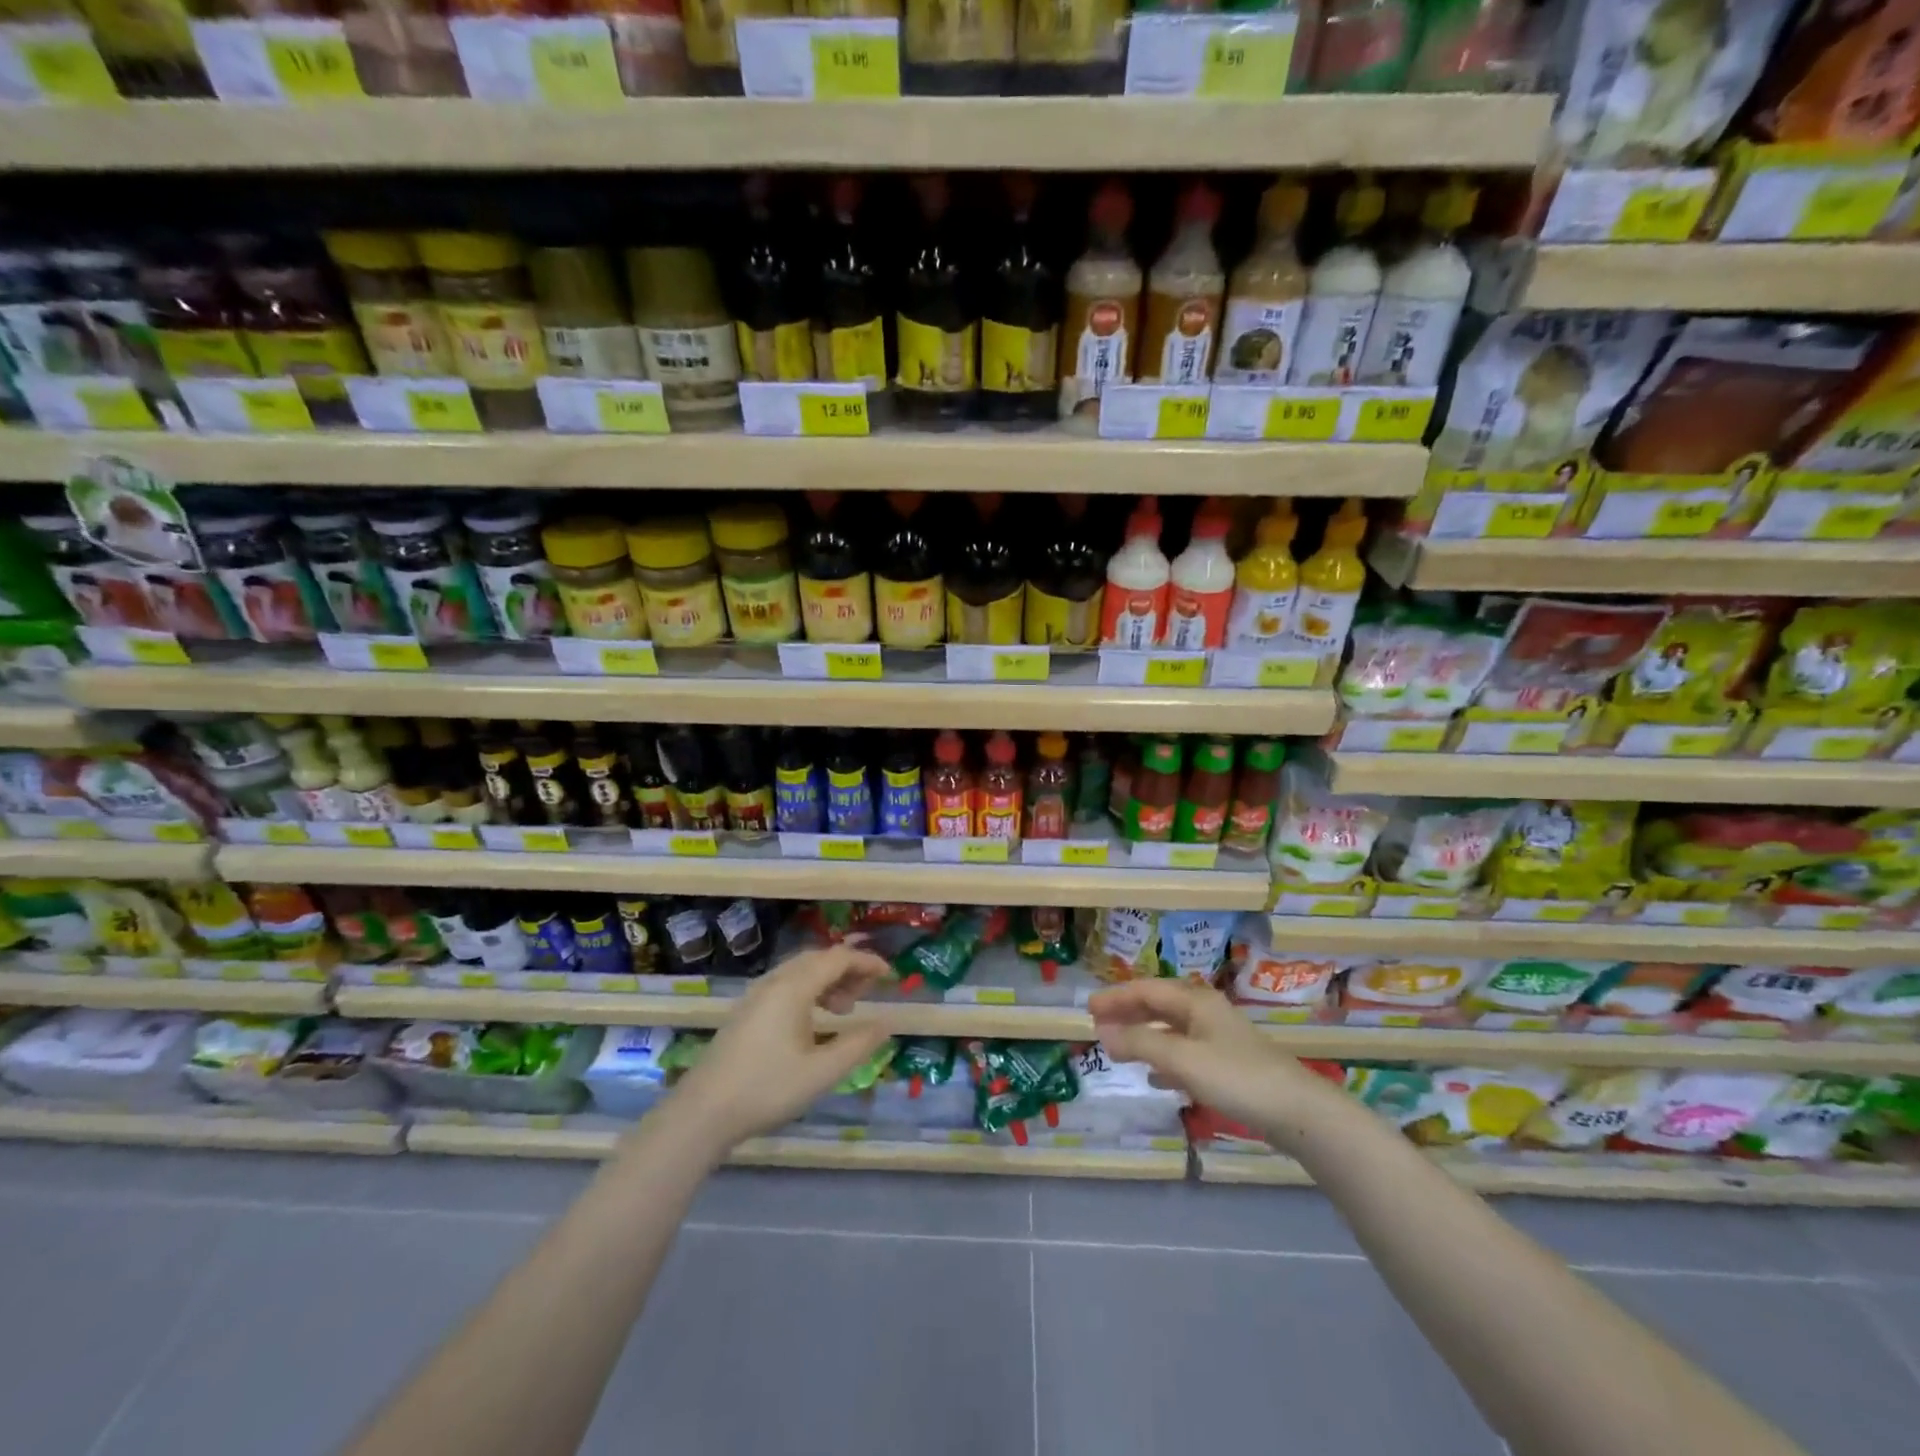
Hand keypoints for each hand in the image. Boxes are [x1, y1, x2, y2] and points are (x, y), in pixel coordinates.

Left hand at [666, 939, 893, 1152]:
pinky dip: (809, 990)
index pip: (837, 958)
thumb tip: (886, 1024)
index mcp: (793, 987)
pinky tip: (814, 1019)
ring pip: (800, 971)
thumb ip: (857, 1045)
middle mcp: (774, 982)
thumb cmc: (767, 1088)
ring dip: (828, 980)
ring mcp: (756, 995)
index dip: (866, 962)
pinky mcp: (746, 1011)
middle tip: (869, 991)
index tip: (889, 975)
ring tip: (845, 1008)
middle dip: (848, 969)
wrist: (703, 1112)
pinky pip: (786, 985)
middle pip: (818, 959)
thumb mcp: (821, 1072)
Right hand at [1088, 979, 1333, 1148]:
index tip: (1087, 1008)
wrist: (1298, 1112)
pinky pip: (1185, 1052)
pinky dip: (1164, 1058)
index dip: (1115, 997)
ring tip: (1118, 1047)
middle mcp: (1206, 1012)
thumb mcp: (1182, 1059)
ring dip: (1143, 1035)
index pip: (1146, 990)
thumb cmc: (1236, 1077)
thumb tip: (1102, 1032)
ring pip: (1171, 1029)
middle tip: (1098, 1024)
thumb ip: (1140, 1044)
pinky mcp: (1228, 1064)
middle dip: (1128, 1013)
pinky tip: (1155, 1077)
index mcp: (1195, 1001)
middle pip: (1159, 1005)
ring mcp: (1219, 1038)